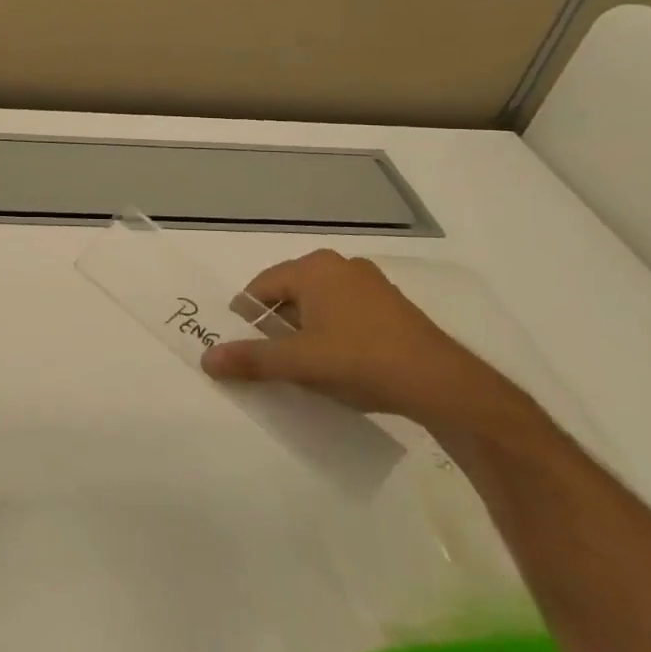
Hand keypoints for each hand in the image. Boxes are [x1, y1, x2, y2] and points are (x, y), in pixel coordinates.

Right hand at [201, 250, 529, 437]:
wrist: (443, 385)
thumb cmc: (361, 360)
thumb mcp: (299, 363)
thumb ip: (251, 359)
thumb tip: (206, 359)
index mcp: (314, 268)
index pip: (260, 289)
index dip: (246, 321)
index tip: (244, 352)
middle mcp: (340, 266)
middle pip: (288, 296)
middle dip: (276, 329)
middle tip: (272, 363)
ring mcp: (370, 285)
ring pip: (317, 307)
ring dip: (304, 335)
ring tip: (304, 370)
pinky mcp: (391, 307)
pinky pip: (344, 316)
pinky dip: (332, 336)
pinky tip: (339, 367)